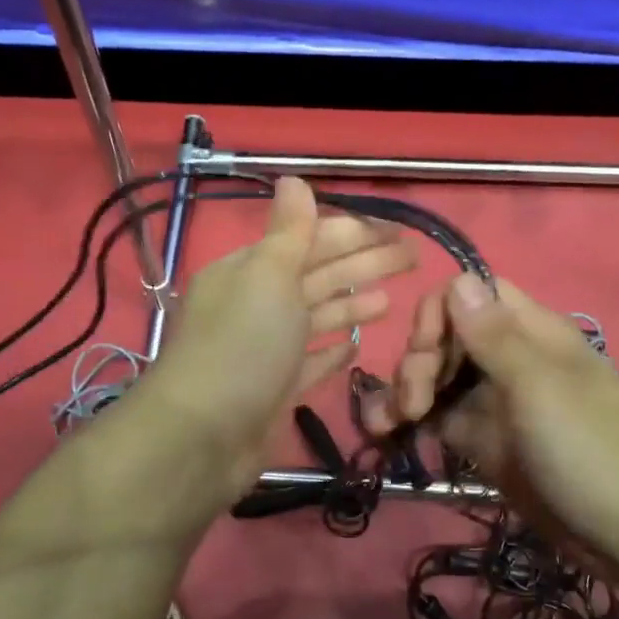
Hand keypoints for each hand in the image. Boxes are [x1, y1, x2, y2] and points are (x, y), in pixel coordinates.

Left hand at [144, 177, 416, 497]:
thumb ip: (288, 232)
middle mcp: (255, 305)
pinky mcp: (275, 389)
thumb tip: (293, 179)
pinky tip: (356, 344)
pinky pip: (310, 363)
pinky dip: (331, 351)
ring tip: (393, 299)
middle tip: (415, 257)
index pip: (309, 240)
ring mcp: (266, 350)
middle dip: (365, 264)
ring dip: (352, 303)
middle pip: (319, 276)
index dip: (355, 232)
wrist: (203, 439)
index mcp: (249, 271)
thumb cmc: (242, 346)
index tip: (398, 231)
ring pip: (316, 317)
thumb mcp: (266, 276)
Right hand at [362, 275, 618, 540]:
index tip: (427, 351)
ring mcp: (491, 398)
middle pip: (445, 335)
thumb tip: (459, 277)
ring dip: (403, 390)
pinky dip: (407, 419)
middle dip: (418, 361)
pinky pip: (435, 414)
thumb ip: (494, 336)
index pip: (472, 295)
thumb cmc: (584, 448)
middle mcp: (508, 356)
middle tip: (413, 403)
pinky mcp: (478, 435)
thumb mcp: (538, 386)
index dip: (440, 314)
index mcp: (530, 332)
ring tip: (383, 424)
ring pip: (434, 374)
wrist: (617, 532)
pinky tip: (383, 432)